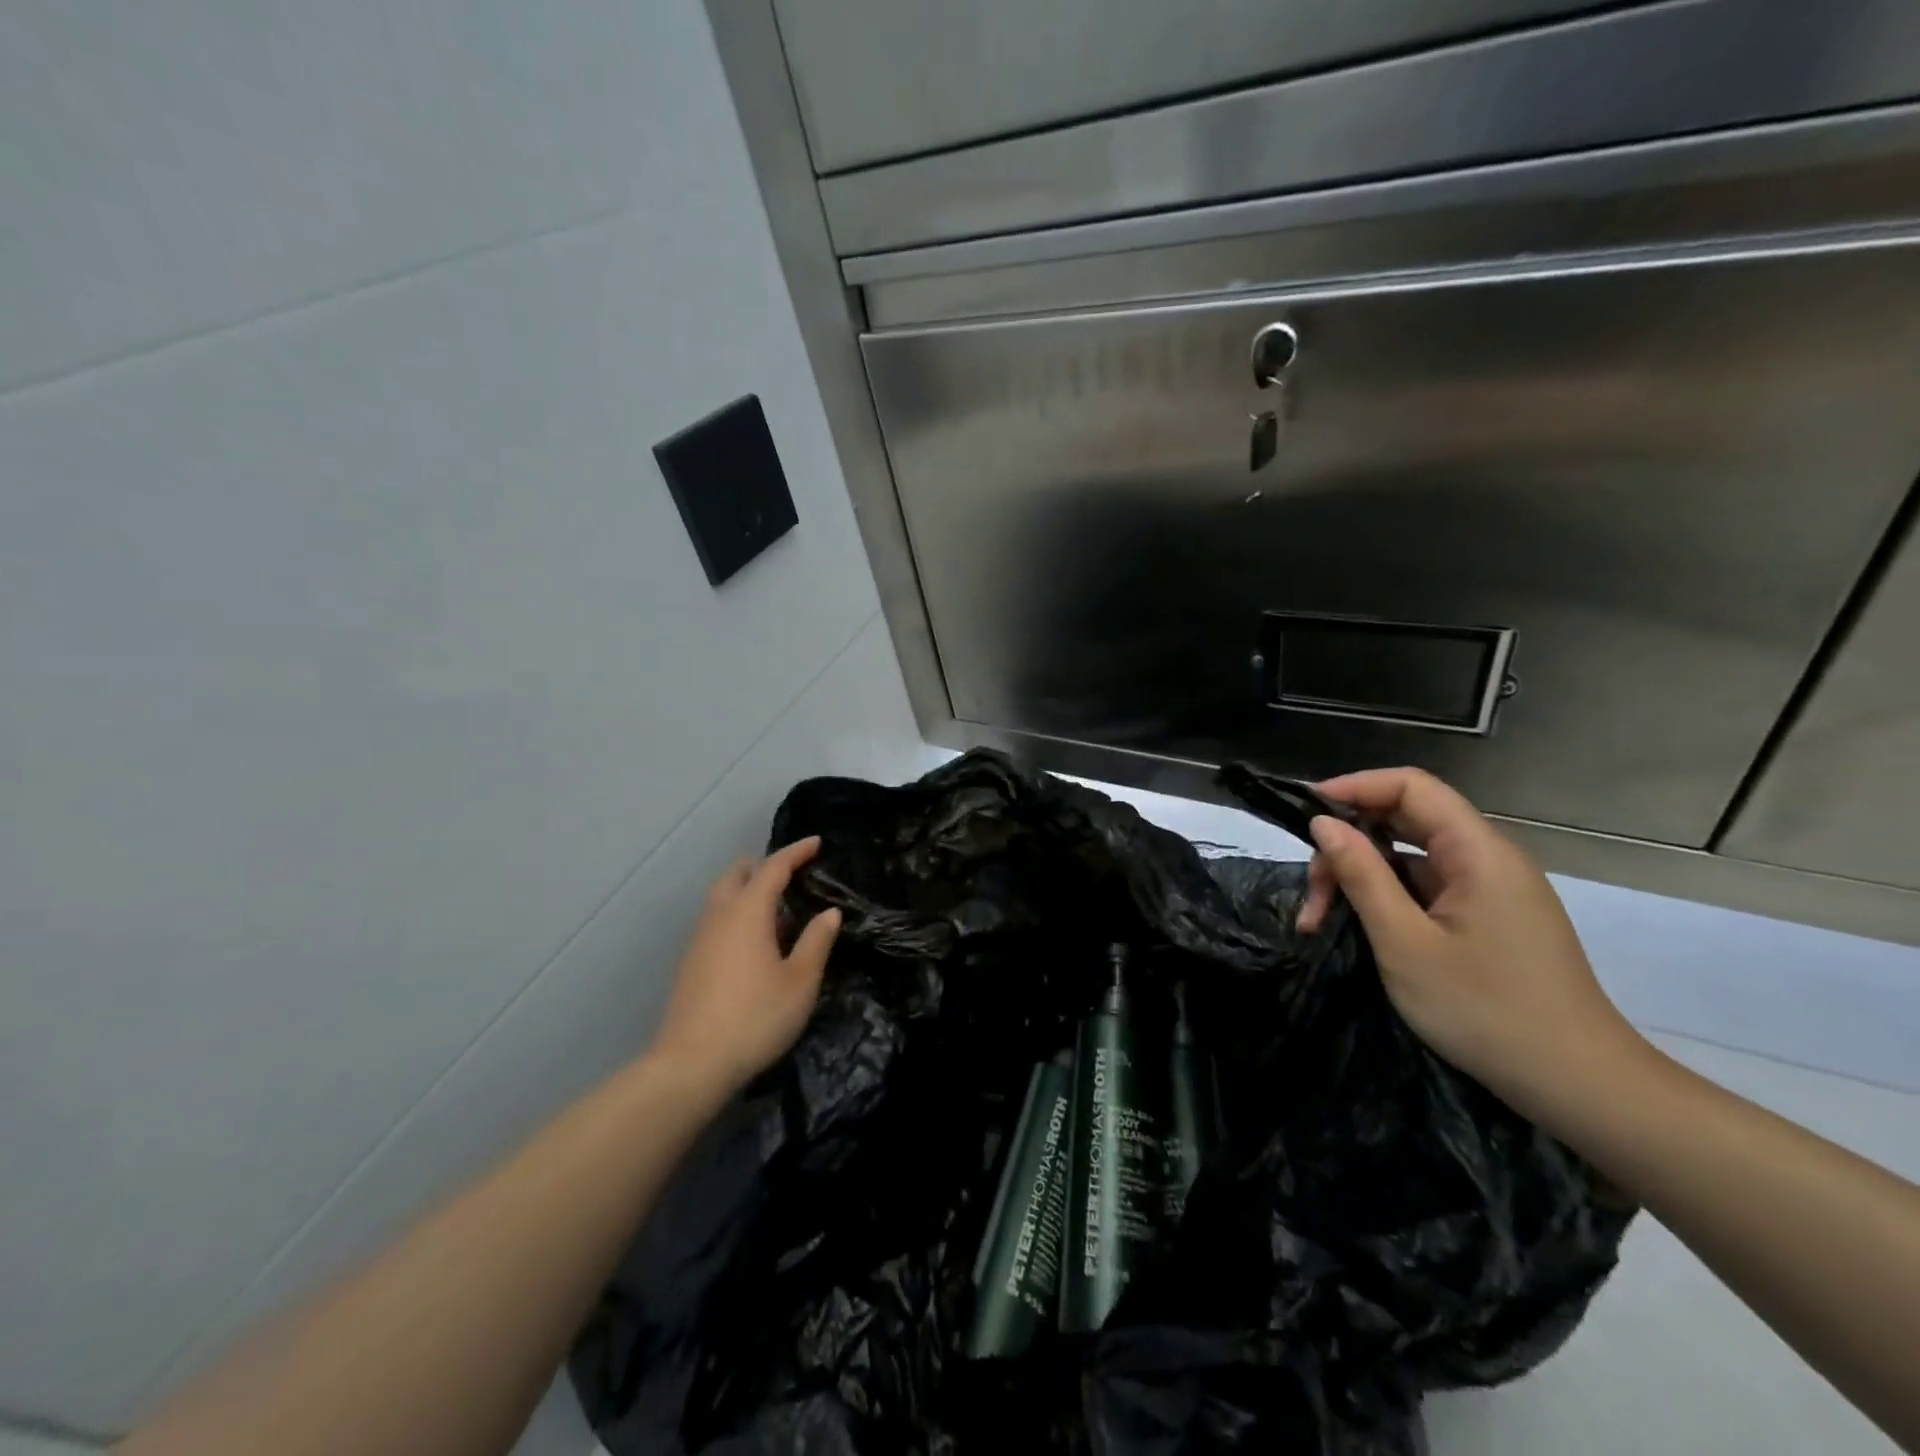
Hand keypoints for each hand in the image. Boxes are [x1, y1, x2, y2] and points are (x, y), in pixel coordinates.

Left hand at [648, 838, 840, 1096]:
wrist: (691, 1065)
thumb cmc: (755, 1017)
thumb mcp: (800, 981)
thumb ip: (816, 942)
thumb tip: (829, 913)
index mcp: (748, 912)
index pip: (773, 867)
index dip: (796, 852)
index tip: (816, 843)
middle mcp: (719, 916)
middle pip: (737, 874)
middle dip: (763, 866)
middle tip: (791, 873)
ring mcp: (699, 939)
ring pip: (721, 897)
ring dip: (747, 890)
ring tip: (776, 907)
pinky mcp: (690, 963)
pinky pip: (715, 920)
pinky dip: (736, 914)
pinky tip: (752, 940)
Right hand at [1294, 768, 1648, 1114]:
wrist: (1578, 1086)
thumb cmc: (1485, 1011)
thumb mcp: (1404, 942)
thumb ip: (1362, 875)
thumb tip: (1323, 824)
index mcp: (1478, 852)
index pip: (1410, 787)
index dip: (1354, 788)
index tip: (1305, 816)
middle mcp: (1488, 858)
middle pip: (1404, 820)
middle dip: (1348, 846)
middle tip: (1311, 896)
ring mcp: (1490, 889)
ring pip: (1410, 857)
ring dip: (1361, 878)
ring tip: (1320, 923)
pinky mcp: (1488, 917)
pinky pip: (1426, 887)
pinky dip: (1386, 899)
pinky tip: (1359, 929)